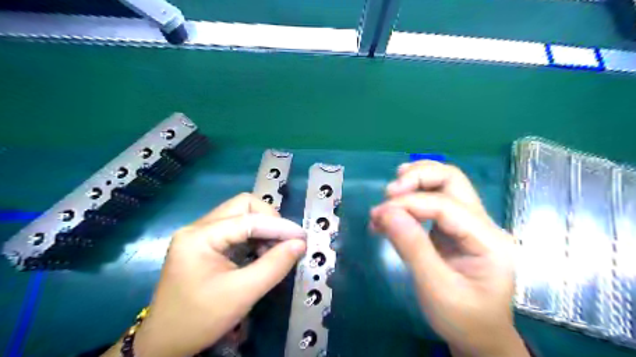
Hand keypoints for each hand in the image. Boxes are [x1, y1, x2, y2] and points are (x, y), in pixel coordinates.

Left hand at [128, 194, 305, 356]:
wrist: (164, 344)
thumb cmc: (200, 320)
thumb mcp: (242, 294)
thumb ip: (274, 265)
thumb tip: (300, 244)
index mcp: (199, 236)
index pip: (248, 220)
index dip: (279, 227)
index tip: (303, 237)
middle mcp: (198, 227)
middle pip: (243, 206)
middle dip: (269, 220)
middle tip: (285, 241)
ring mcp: (200, 234)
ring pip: (240, 215)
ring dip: (263, 228)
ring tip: (276, 249)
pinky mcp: (205, 243)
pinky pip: (235, 228)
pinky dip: (254, 236)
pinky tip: (262, 253)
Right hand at [368, 160, 526, 356]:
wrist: (479, 337)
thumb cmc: (463, 318)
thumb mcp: (436, 289)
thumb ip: (412, 247)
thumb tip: (384, 212)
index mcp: (488, 240)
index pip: (446, 205)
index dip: (410, 204)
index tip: (379, 214)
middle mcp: (482, 224)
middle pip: (452, 180)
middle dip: (418, 178)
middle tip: (389, 192)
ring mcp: (468, 223)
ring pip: (443, 184)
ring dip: (414, 182)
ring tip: (389, 194)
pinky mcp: (452, 228)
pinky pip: (432, 201)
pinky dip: (411, 198)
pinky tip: (393, 209)